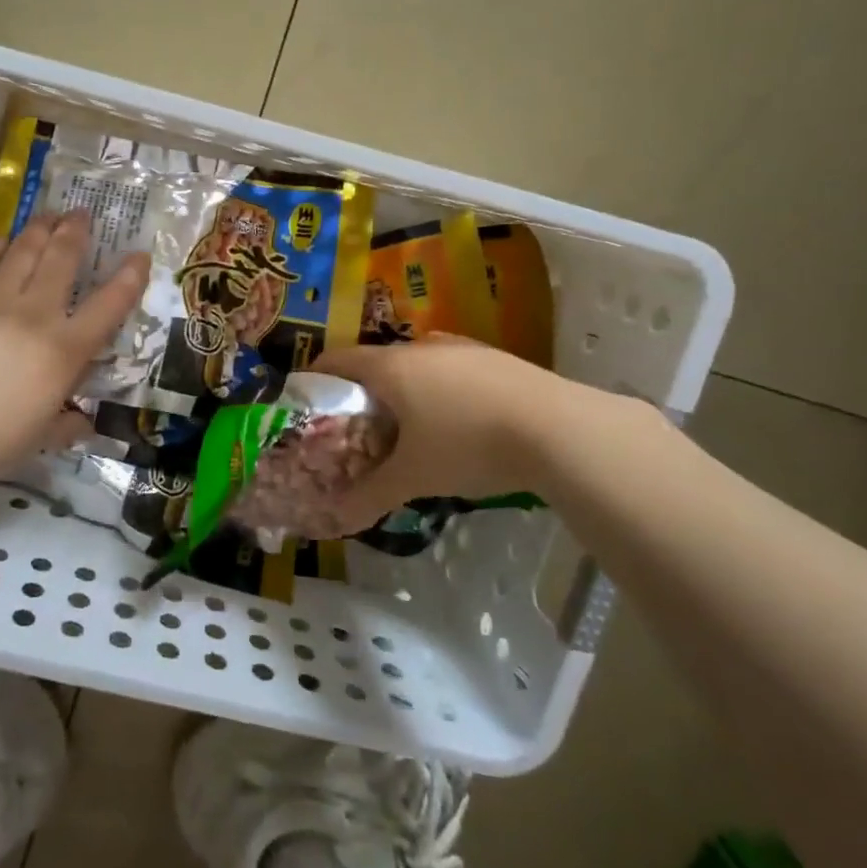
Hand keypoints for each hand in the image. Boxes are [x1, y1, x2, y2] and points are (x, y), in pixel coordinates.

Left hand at [0, 211, 148, 479]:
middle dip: (76, 232)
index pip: (109, 305)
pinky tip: (0, 240)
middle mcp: (35, 316)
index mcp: (65, 351)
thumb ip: (68, 423)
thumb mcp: (44, 436)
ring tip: (50, 214)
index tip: (139, 255)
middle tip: (82, 214)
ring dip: (40, 229)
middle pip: (62, 261)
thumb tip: (83, 422)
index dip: (129, 277)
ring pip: (23, 253)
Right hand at [313, 336, 650, 530]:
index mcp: (391, 367)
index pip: (337, 359)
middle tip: (357, 429)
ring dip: (403, 391)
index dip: (316, 378)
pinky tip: (456, 424)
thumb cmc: (468, 444)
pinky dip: (438, 391)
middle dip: (362, 393)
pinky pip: (450, 370)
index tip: (307, 403)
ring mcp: (462, 349)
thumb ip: (371, 496)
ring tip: (407, 429)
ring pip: (416, 365)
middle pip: (376, 362)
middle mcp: (421, 347)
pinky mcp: (495, 359)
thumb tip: (336, 520)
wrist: (558, 428)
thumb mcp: (414, 476)